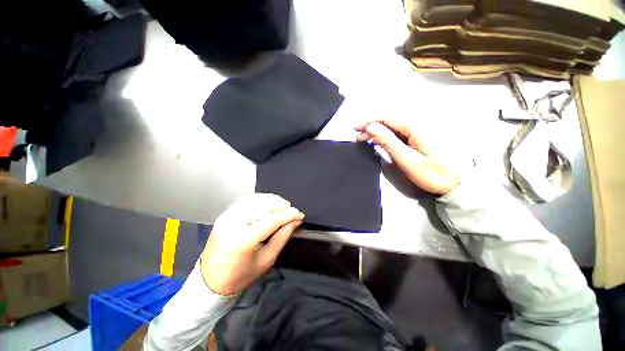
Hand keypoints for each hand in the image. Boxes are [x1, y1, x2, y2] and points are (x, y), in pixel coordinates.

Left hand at [200, 194, 304, 295]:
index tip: (300, 214)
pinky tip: (268, 205)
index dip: (289, 214)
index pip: (272, 219)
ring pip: (256, 199)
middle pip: (264, 204)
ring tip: (282, 207)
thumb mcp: (267, 260)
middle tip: (291, 211)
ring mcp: (227, 216)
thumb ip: (282, 237)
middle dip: (282, 205)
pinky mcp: (225, 214)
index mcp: (243, 240)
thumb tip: (294, 221)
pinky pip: (247, 200)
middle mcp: (233, 223)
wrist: (210, 281)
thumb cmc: (240, 276)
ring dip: (273, 200)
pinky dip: (261, 199)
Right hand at [355, 118, 472, 194]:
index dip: (369, 120)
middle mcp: (418, 121)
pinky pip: (398, 129)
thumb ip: (389, 142)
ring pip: (393, 123)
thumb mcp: (408, 160)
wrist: (458, 181)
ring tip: (364, 137)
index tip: (355, 128)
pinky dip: (385, 133)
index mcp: (416, 126)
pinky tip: (378, 139)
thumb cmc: (433, 174)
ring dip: (377, 128)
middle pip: (389, 117)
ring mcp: (420, 127)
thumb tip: (371, 127)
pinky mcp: (419, 134)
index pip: (387, 116)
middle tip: (358, 135)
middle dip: (371, 124)